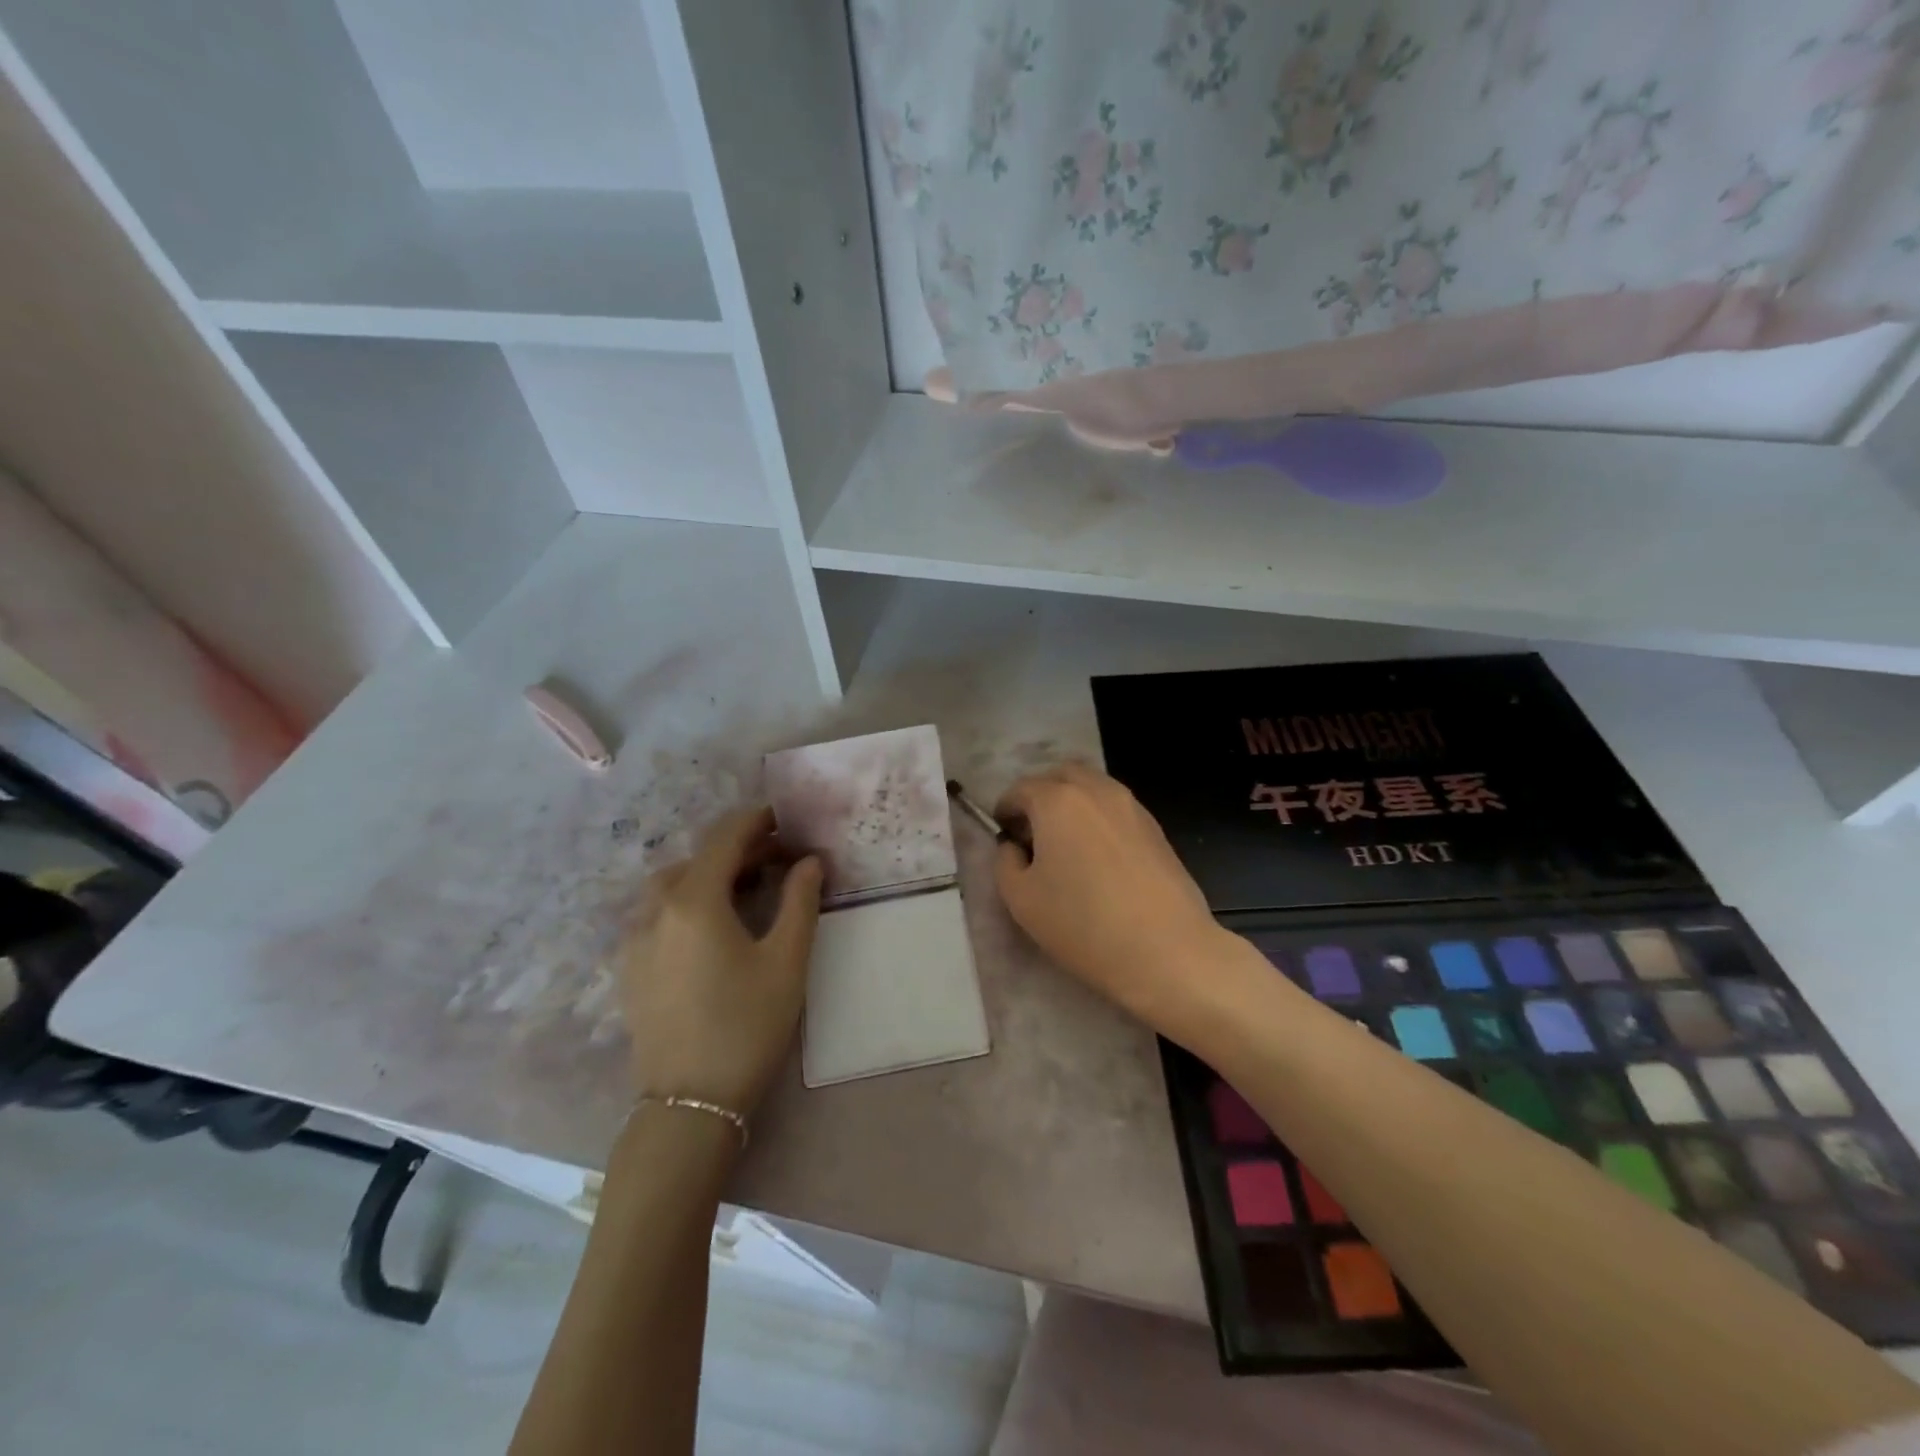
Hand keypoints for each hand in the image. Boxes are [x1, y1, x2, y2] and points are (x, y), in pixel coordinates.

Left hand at [618, 807, 822, 1117]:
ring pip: (673, 885)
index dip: (757, 821)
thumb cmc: (747, 1025)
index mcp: (693, 901)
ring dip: (710, 874)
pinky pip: (659, 913)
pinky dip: (688, 901)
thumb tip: (811, 861)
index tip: (785, 818)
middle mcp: (656, 909)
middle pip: (697, 858)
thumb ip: (801, 901)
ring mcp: (635, 939)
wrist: (690, 1104)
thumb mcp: (787, 961)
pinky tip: (714, 926)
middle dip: (739, 850)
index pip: (725, 838)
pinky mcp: (630, 967)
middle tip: (779, 858)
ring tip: (747, 889)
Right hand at [994, 762, 1234, 1032]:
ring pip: (1091, 789)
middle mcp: (1095, 790)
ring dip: (1071, 805)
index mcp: (1058, 800)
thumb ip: (1005, 862)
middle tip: (1033, 835)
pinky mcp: (1156, 827)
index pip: (1020, 790)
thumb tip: (1015, 847)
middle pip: (1059, 777)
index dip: (1004, 812)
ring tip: (1066, 848)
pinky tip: (1099, 860)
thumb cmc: (1084, 925)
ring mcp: (1131, 806)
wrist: (1167, 952)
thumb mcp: (1021, 900)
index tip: (1003, 838)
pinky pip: (1115, 809)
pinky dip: (1098, 819)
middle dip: (1040, 797)